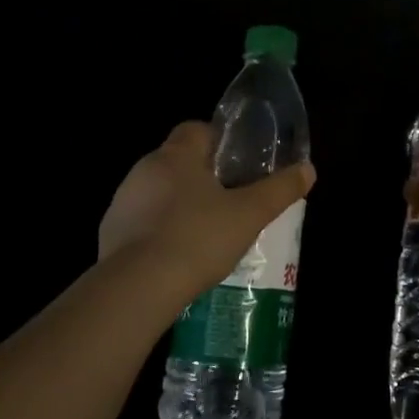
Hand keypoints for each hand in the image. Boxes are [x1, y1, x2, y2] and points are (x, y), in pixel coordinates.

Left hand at [98, 122, 314, 305]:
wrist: (136, 289)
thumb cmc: (197, 238)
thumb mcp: (250, 214)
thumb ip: (280, 190)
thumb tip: (309, 169)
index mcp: (176, 155)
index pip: (196, 129)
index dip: (219, 141)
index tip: (238, 164)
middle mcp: (144, 169)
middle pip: (178, 161)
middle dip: (202, 177)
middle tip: (230, 202)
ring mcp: (122, 203)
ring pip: (158, 193)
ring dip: (178, 206)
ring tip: (206, 235)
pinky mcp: (109, 235)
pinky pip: (140, 224)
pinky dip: (158, 234)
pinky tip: (177, 259)